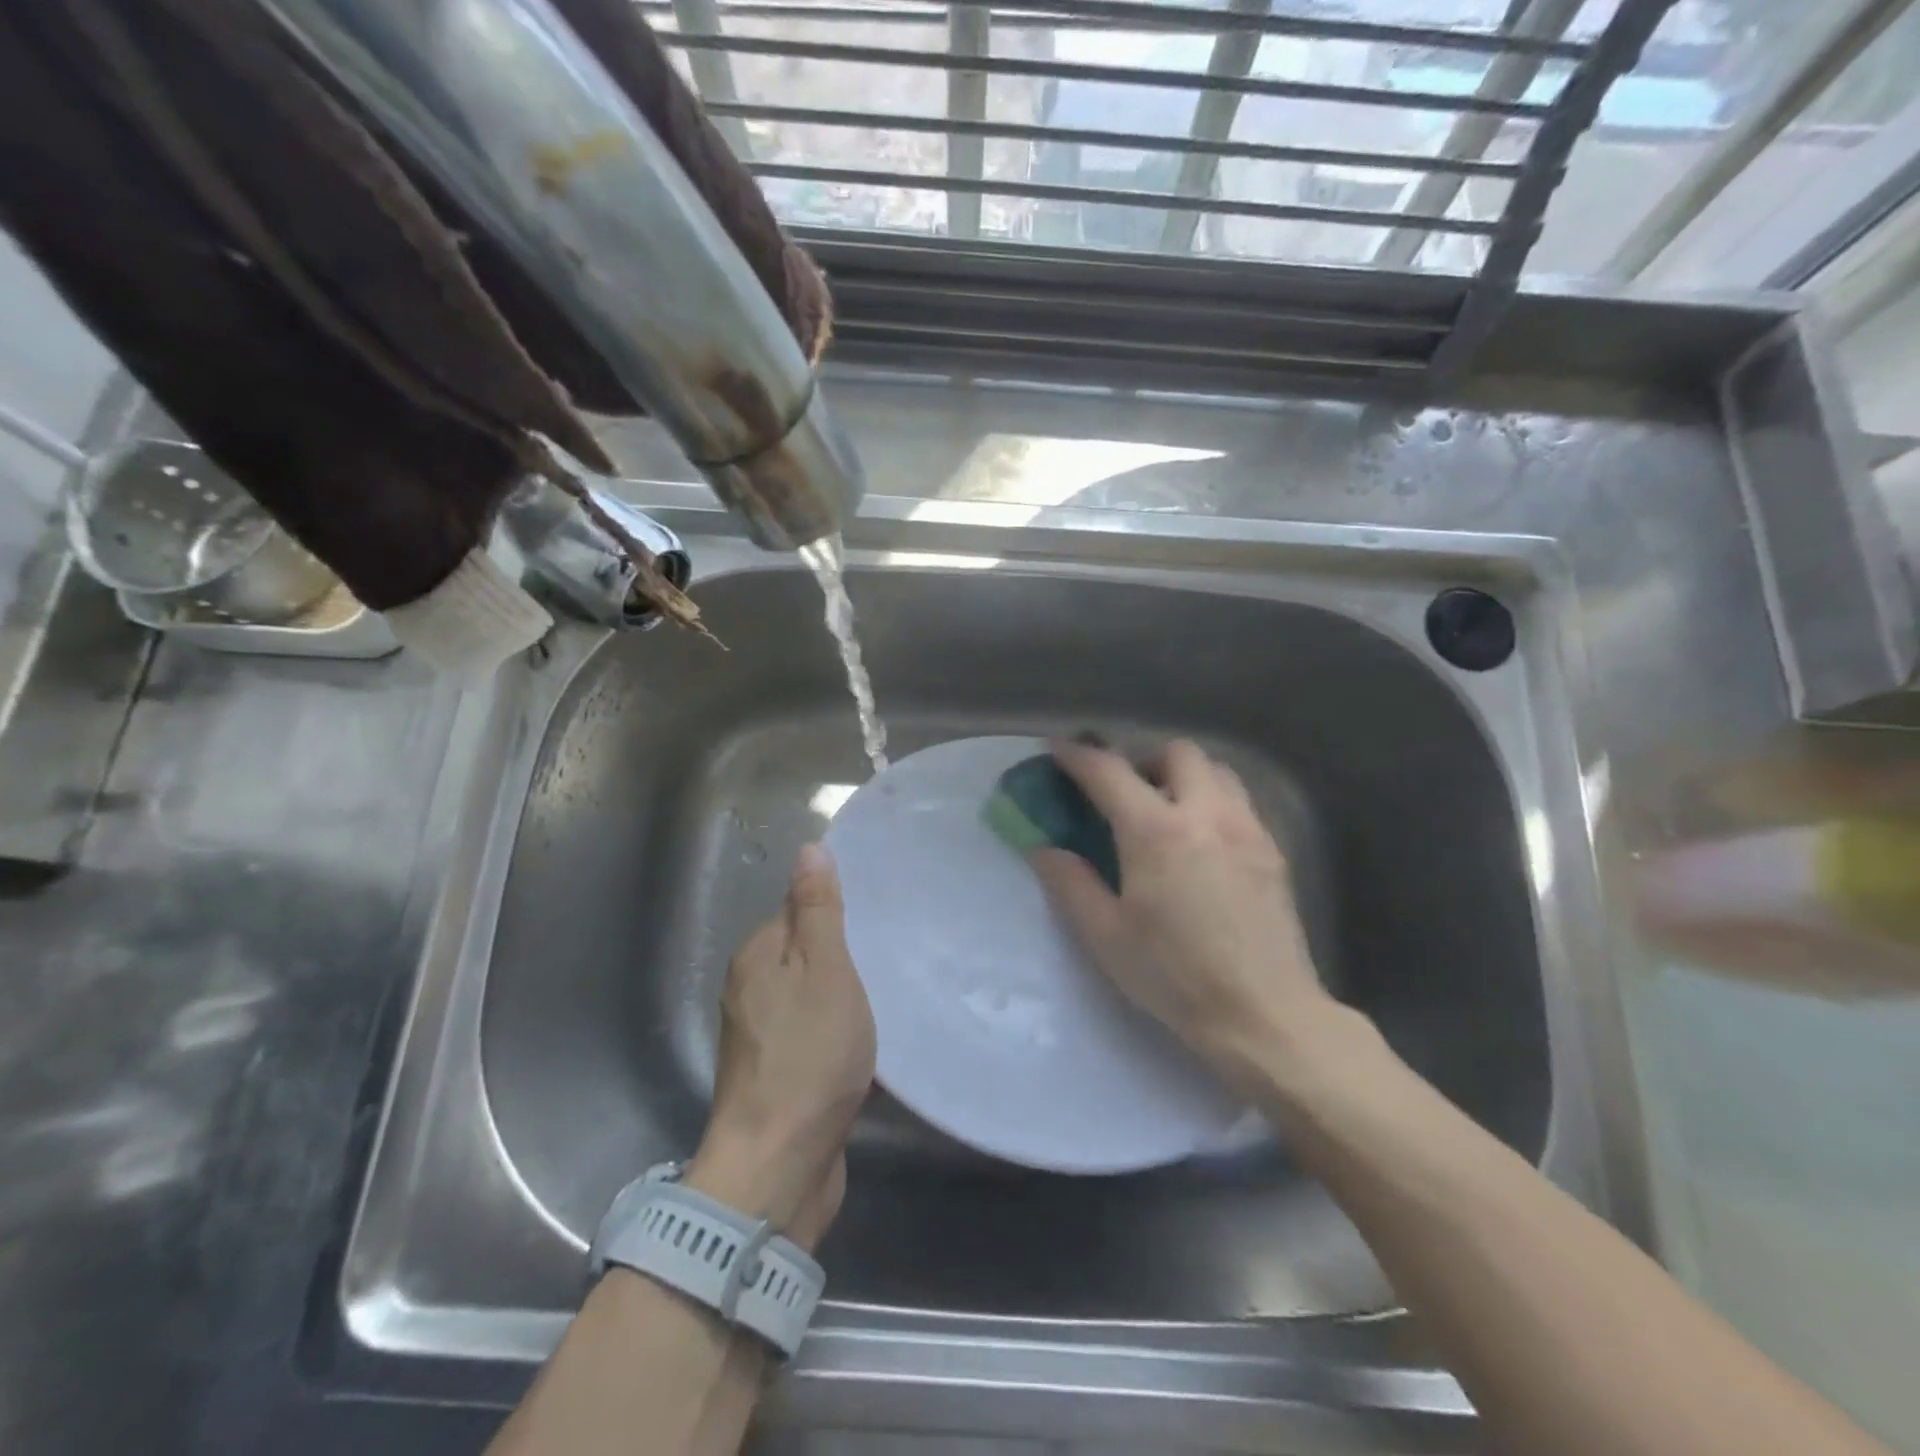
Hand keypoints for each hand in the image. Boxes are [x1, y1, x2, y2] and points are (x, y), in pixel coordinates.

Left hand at [688, 845, 874, 1246]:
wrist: (778, 1167)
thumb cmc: (808, 1057)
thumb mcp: (824, 970)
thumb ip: (818, 911)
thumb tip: (809, 848)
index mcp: (758, 957)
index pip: (798, 909)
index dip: (836, 908)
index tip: (879, 915)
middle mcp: (751, 990)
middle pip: (803, 952)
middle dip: (843, 951)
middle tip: (894, 951)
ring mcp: (761, 1037)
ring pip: (810, 994)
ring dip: (843, 993)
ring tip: (891, 991)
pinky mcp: (778, 1075)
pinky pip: (813, 1032)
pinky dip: (838, 1029)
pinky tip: (868, 1038)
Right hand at [1032, 738, 1340, 1093]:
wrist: (1264, 1015)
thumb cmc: (1174, 976)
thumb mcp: (1105, 935)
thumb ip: (1070, 882)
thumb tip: (1042, 847)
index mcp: (1155, 831)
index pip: (1108, 771)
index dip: (1077, 755)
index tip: (1058, 750)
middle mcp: (1205, 813)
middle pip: (1175, 752)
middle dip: (1142, 759)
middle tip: (1124, 793)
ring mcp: (1246, 828)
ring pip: (1216, 769)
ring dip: (1183, 775)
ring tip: (1165, 811)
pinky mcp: (1272, 850)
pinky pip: (1240, 800)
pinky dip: (1212, 800)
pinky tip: (1202, 842)